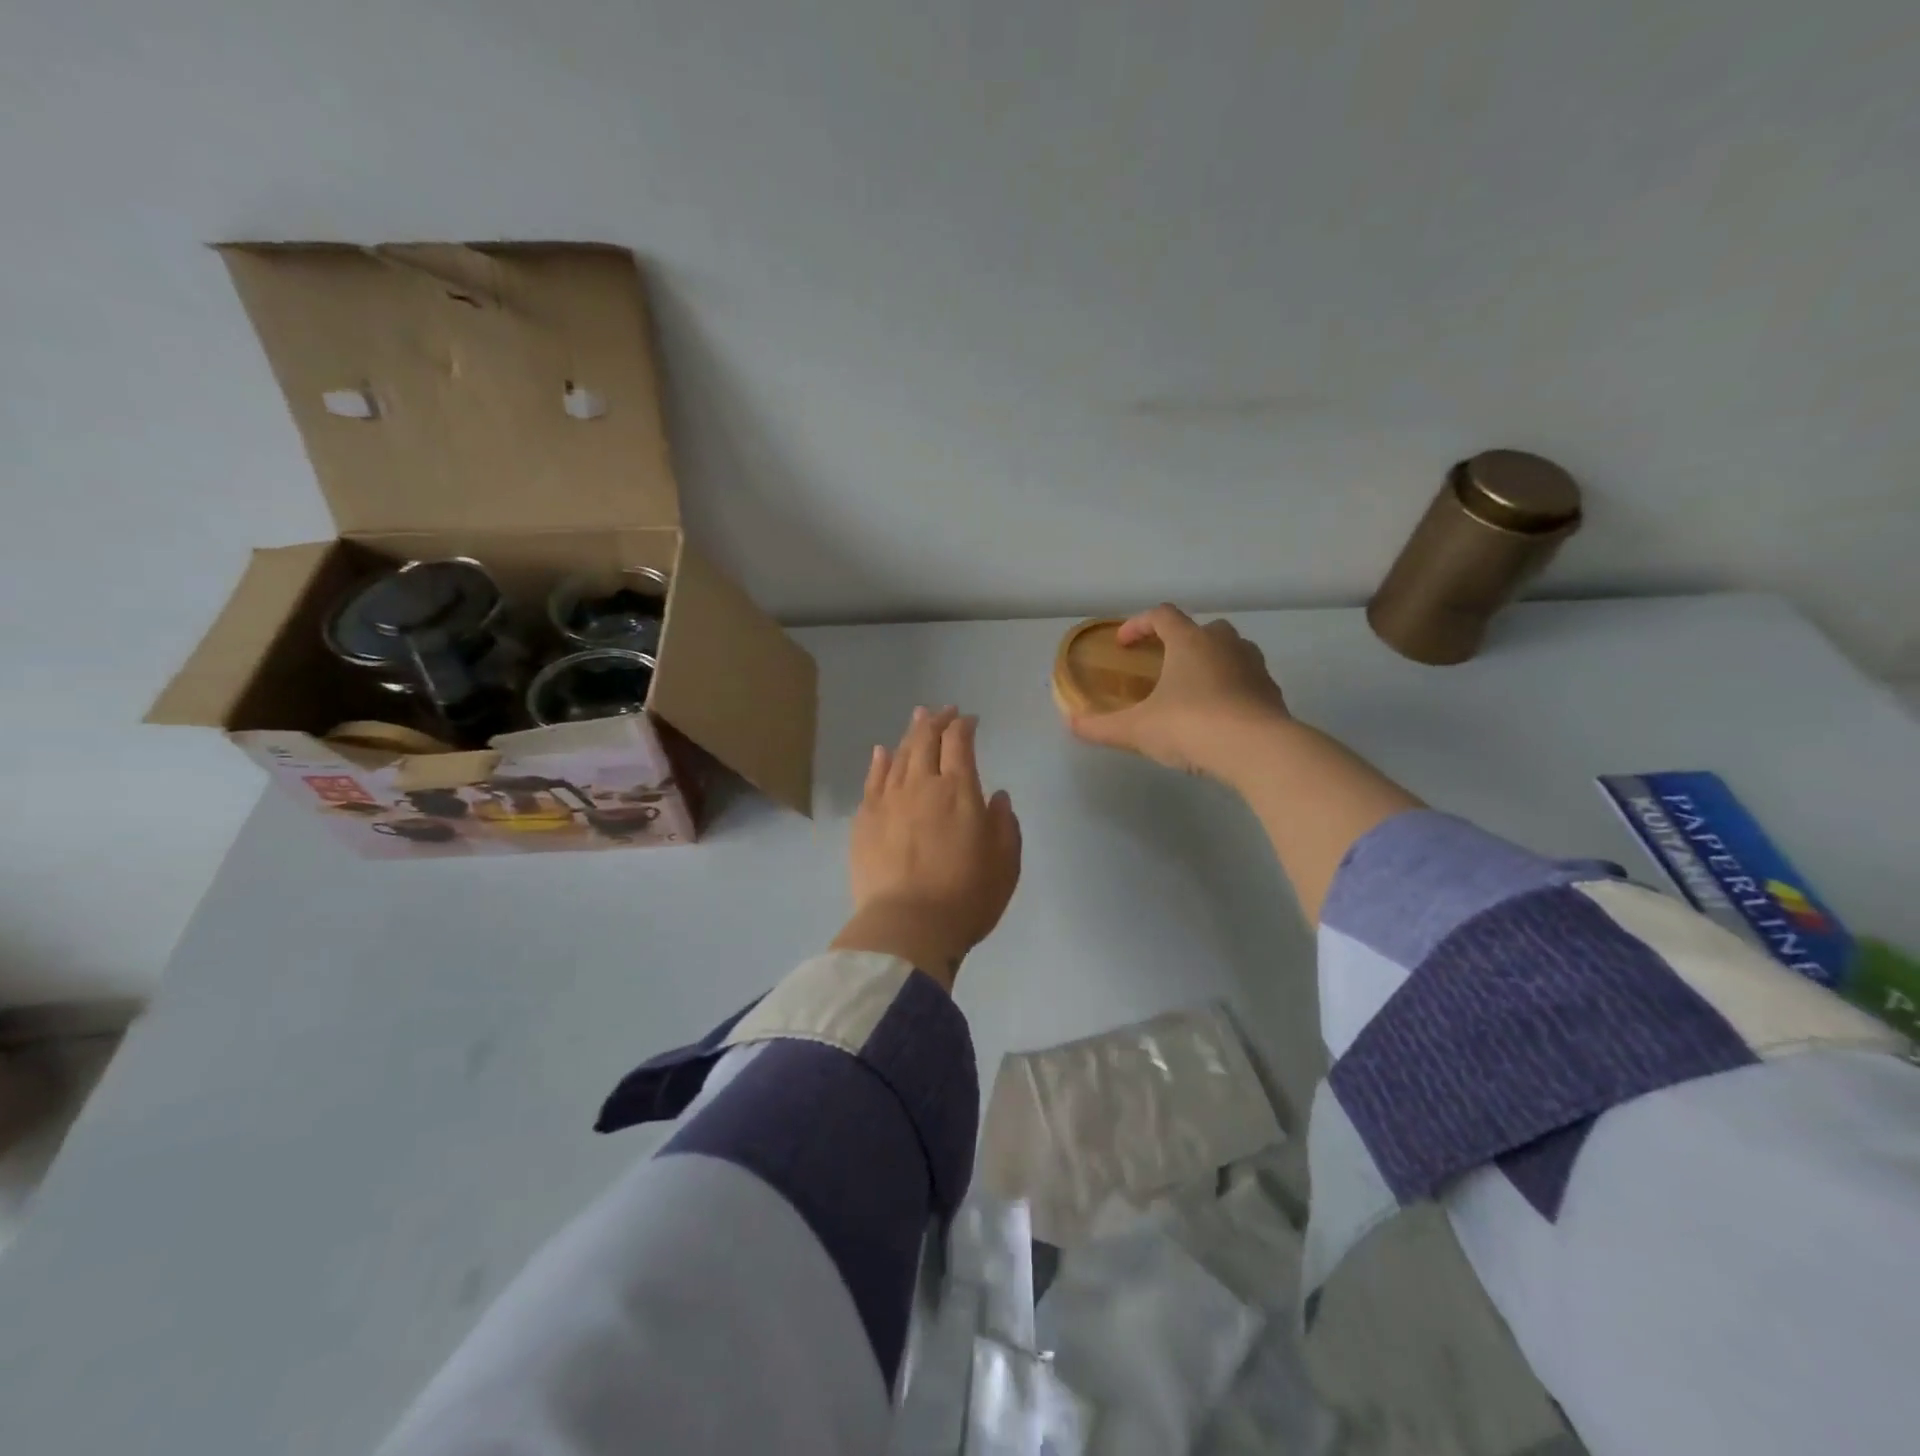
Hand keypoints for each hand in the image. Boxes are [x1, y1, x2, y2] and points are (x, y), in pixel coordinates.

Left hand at [832, 707, 1022, 989]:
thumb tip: (997, 797)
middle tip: (944, 711)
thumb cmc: (966, 897)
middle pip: (926, 740)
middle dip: (937, 721)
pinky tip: (882, 751)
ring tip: (917, 719)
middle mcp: (921, 785)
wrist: (906, 927)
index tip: (970, 720)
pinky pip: (872, 780)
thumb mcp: (1005, 864)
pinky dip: (880, 761)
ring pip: (899, 755)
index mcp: (959, 791)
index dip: (964, 726)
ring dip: (911, 734)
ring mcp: (888, 801)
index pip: (959, 743)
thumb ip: (1004, 825)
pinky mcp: (864, 820)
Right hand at [1068, 604, 1293, 781]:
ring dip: (1211, 662)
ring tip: (1193, 690)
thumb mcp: (1137, 730)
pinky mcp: (1272, 692)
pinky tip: (1220, 715)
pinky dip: (1232, 688)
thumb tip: (1071, 723)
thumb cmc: (1191, 726)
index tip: (1123, 644)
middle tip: (1164, 666)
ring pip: (1231, 651)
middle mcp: (1224, 644)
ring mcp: (1254, 666)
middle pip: (1202, 628)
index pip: (1161, 616)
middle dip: (1181, 641)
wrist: (1257, 750)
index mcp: (1189, 641)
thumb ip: (1101, 726)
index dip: (1138, 624)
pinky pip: (1248, 680)